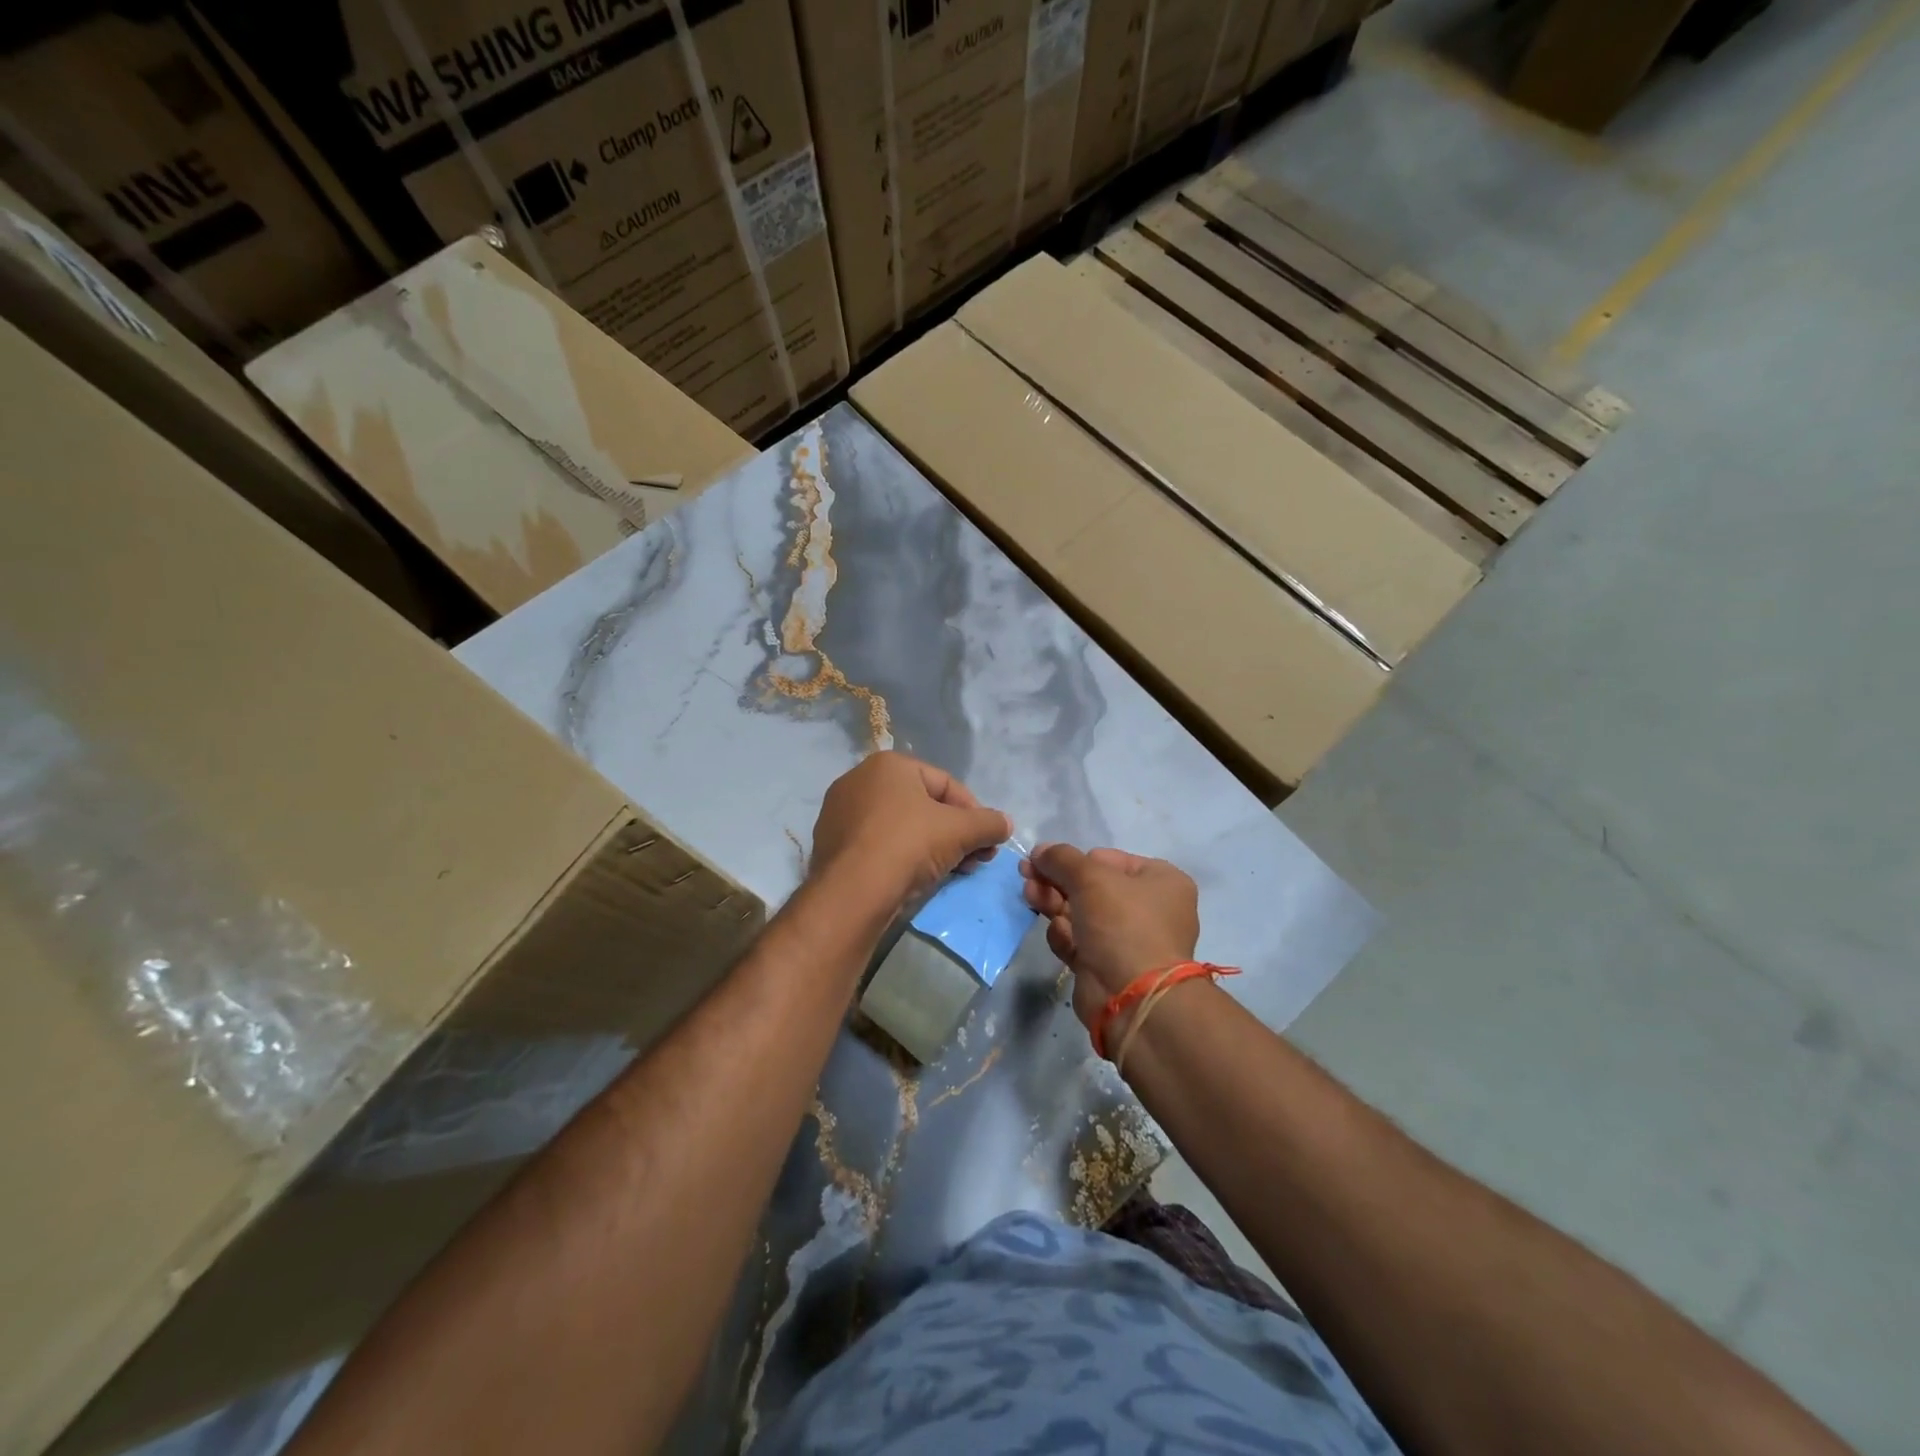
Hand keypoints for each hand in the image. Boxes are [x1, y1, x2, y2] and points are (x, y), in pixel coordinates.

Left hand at [808, 752, 1011, 917]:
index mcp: (889, 764)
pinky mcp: (831, 845)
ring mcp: (840, 813)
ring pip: (901, 826)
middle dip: (955, 832)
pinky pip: (878, 845)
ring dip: (932, 846)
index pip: (946, 784)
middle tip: (974, 859)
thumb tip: (1005, 824)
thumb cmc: (908, 846)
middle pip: (923, 805)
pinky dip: (901, 857)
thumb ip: (988, 823)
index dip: (974, 812)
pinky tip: (916, 879)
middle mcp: (859, 780)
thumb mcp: (959, 831)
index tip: (989, 841)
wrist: (851, 894)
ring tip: (951, 871)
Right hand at [1020, 844, 1199, 1027]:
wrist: (1132, 998)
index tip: (1044, 860)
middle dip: (1056, 881)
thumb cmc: (1122, 924)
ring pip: (1081, 914)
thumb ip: (1061, 859)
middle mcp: (1149, 909)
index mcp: (1160, 881)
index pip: (1108, 859)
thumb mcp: (1090, 878)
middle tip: (1025, 876)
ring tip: (1031, 898)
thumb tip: (1040, 850)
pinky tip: (1059, 935)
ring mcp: (1128, 940)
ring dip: (1054, 904)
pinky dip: (1065, 936)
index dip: (1075, 860)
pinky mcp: (1108, 966)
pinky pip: (1080, 942)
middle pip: (1091, 887)